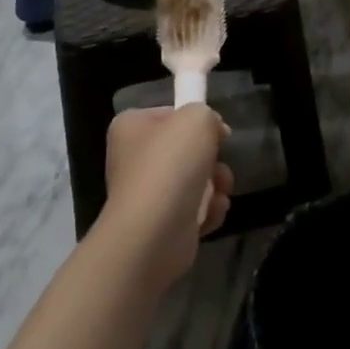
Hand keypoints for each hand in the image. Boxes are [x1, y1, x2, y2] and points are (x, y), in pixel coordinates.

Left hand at [102, 105, 233, 288]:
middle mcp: (133, 159)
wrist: (153, 234)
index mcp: (131, 127)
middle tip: (217, 165)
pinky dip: (207, 212)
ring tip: (218, 193)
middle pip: (185, 150)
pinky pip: (193, 210)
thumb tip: (212, 132)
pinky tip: (210, 214)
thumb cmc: (170, 165)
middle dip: (211, 159)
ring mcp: (146, 195)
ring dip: (214, 186)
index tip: (217, 130)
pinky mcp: (160, 225)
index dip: (196, 119)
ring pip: (193, 181)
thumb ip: (207, 115)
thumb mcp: (196, 118)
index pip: (169, 114)